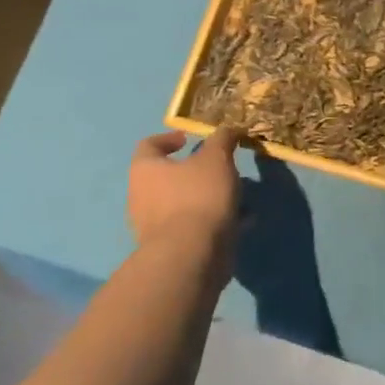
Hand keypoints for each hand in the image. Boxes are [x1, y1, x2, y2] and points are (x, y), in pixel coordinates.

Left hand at [128, 128, 242, 282]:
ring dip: (208, 197)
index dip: (169, 138)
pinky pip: (194, 227)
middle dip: (196, 171)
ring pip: (183, 203)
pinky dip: (214, 221)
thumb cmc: (198, 196)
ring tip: (238, 195)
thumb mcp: (216, 158)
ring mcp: (153, 226)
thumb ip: (222, 139)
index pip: (149, 145)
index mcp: (145, 170)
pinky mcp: (171, 249)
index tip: (190, 139)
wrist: (191, 255)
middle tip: (222, 168)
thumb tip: (226, 130)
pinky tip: (242, 221)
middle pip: (167, 177)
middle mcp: (142, 197)